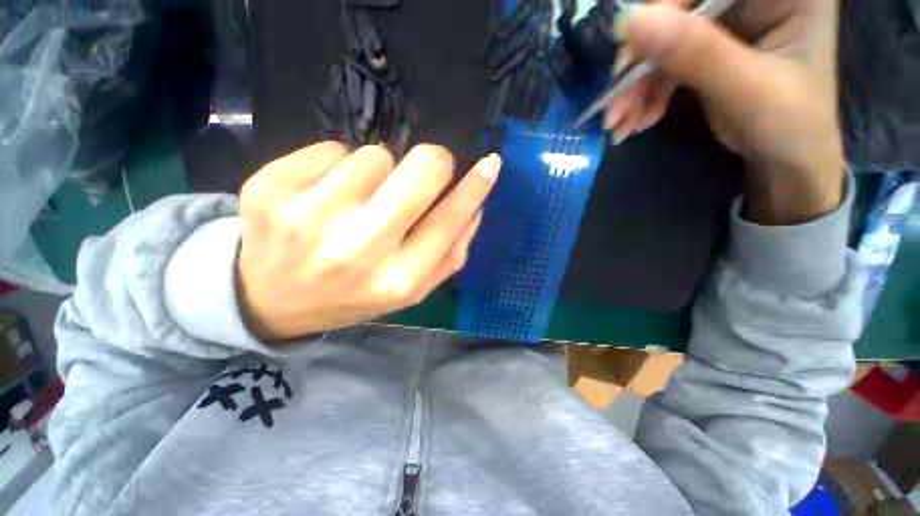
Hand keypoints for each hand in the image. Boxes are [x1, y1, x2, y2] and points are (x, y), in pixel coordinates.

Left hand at [237, 143, 500, 341]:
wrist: (270, 300)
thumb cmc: (353, 293)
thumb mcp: (410, 289)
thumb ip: (450, 254)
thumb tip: (474, 209)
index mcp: (397, 279)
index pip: (449, 219)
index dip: (475, 187)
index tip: (491, 164)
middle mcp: (359, 248)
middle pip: (421, 168)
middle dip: (432, 162)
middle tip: (421, 173)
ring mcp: (309, 216)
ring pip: (375, 155)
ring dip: (376, 174)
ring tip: (356, 203)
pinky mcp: (270, 189)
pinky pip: (331, 149)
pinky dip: (337, 167)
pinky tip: (321, 197)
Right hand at [606, 0, 845, 224]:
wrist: (787, 161)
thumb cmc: (790, 127)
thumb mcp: (749, 91)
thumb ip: (697, 53)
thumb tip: (629, 21)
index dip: (663, 12)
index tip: (627, 62)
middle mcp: (749, 0)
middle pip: (676, 13)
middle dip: (640, 64)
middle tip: (615, 110)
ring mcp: (726, 25)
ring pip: (661, 43)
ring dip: (635, 89)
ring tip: (620, 127)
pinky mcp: (706, 50)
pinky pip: (662, 65)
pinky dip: (644, 96)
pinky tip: (635, 122)